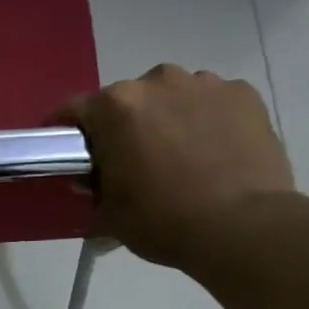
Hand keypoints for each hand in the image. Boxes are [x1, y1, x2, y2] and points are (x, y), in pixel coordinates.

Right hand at [57, 65, 294, 270]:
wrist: (242, 227)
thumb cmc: (163, 221)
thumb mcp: (109, 213)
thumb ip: (94, 186)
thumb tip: (95, 179)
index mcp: (115, 107)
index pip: (75, 110)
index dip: (65, 130)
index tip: (65, 150)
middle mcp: (156, 81)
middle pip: (126, 99)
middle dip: (122, 125)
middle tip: (130, 159)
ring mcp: (204, 83)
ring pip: (171, 96)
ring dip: (166, 117)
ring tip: (177, 154)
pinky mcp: (243, 93)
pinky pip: (210, 101)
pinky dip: (205, 119)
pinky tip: (212, 151)